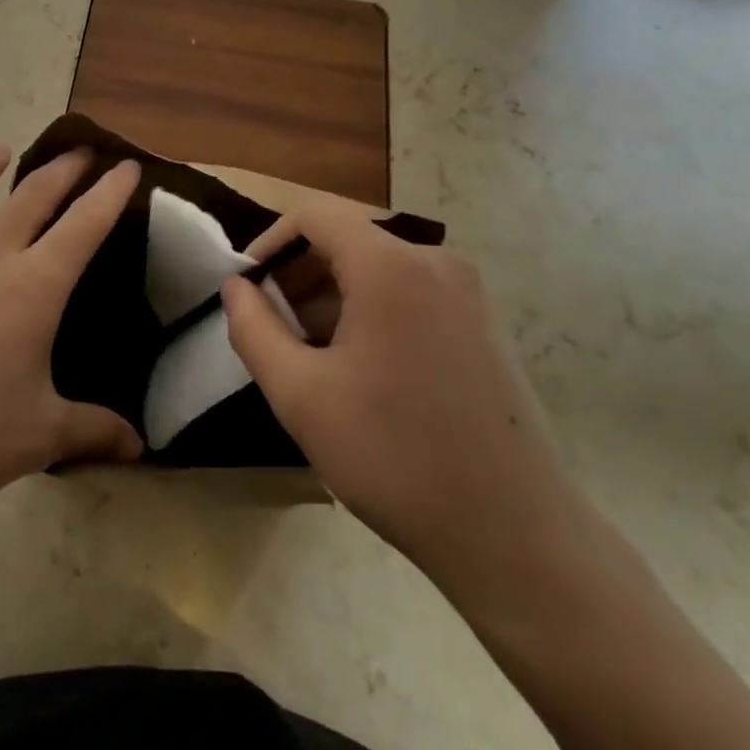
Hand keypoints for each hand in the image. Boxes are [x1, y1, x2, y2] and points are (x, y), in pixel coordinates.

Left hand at [0, 146, 143, 533]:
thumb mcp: (39, 438)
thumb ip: (93, 432)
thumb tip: (140, 447)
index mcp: (33, 287)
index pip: (86, 225)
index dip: (111, 192)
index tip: (129, 166)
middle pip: (32, 196)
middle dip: (63, 169)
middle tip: (82, 152)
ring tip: (2, 152)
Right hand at [221, 203, 582, 599]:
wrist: (515, 534)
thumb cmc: (394, 456)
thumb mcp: (301, 395)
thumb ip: (253, 329)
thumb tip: (235, 287)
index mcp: (391, 266)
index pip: (315, 216)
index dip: (271, 241)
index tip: (248, 287)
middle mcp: (435, 261)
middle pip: (349, 240)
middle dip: (301, 275)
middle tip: (274, 328)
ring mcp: (466, 292)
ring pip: (379, 268)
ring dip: (334, 297)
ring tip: (311, 355)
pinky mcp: (483, 323)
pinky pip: (411, 293)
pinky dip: (372, 311)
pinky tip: (361, 369)